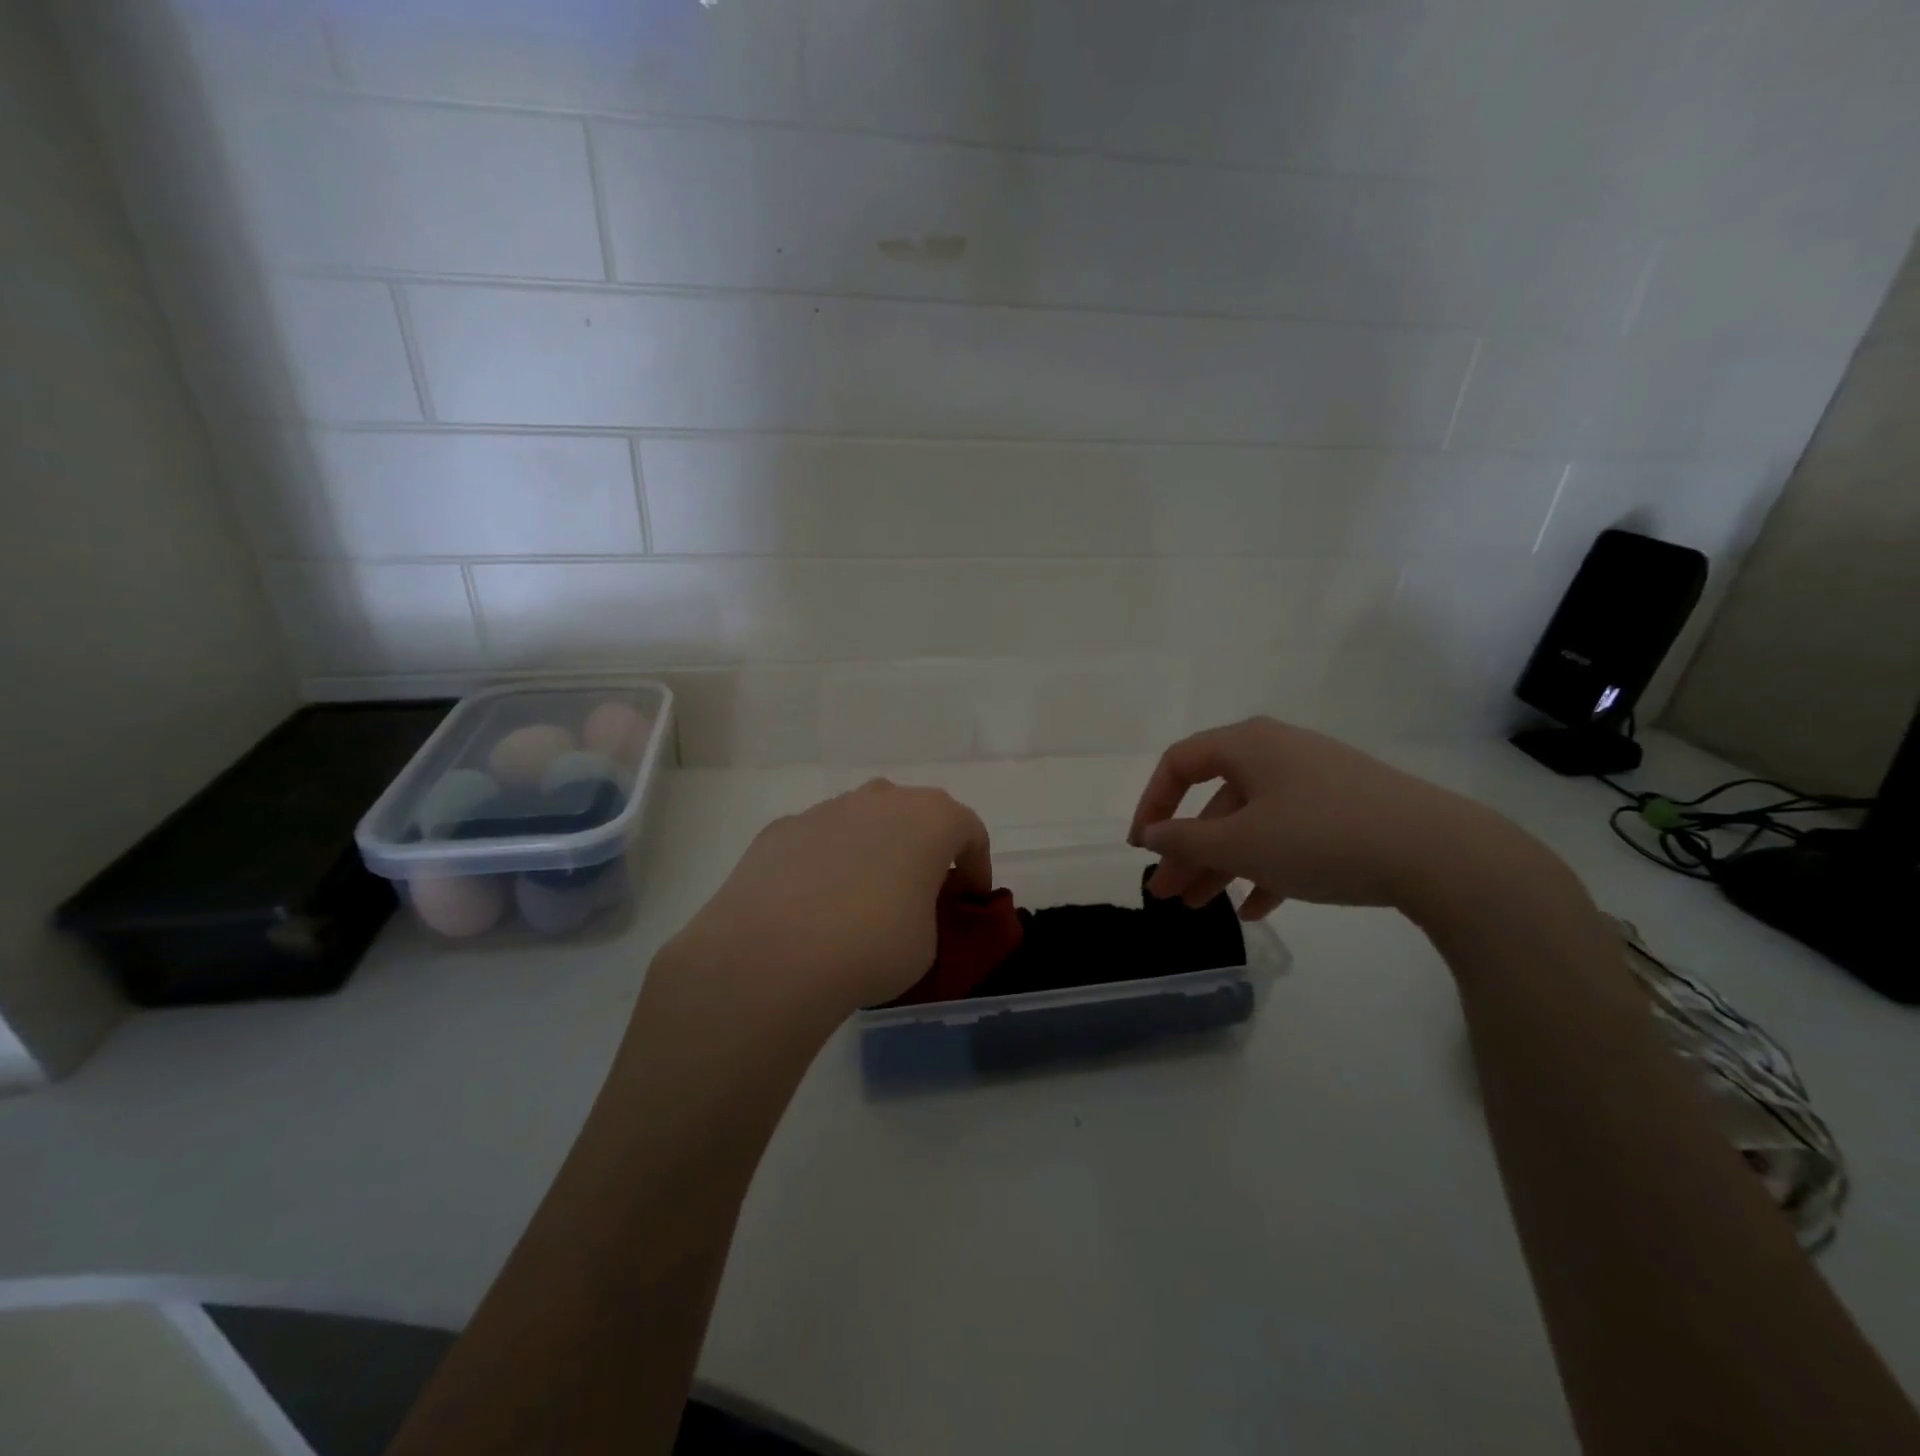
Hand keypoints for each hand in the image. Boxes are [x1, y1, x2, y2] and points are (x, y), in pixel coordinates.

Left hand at [662, 779, 991, 1017]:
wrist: (773, 955)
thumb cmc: (873, 945)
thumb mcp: (928, 941)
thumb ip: (927, 910)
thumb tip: (905, 907)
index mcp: (930, 819)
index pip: (969, 831)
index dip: (977, 866)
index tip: (971, 899)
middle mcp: (880, 799)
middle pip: (914, 814)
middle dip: (923, 847)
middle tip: (921, 890)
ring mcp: (826, 809)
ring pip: (863, 820)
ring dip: (873, 849)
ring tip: (862, 897)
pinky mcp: (781, 828)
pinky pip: (819, 840)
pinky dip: (826, 862)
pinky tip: (813, 904)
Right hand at [1128, 717, 1550, 921]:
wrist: (1439, 853)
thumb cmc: (1321, 836)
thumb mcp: (1242, 843)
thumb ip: (1186, 839)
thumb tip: (1151, 834)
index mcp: (1247, 745)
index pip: (1179, 764)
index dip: (1151, 804)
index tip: (1141, 849)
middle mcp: (1277, 753)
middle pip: (1214, 800)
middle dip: (1186, 850)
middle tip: (1166, 893)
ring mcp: (1315, 781)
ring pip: (1251, 822)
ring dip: (1222, 864)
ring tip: (1202, 908)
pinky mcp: (1345, 810)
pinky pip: (1289, 835)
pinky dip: (1266, 868)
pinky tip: (1257, 909)